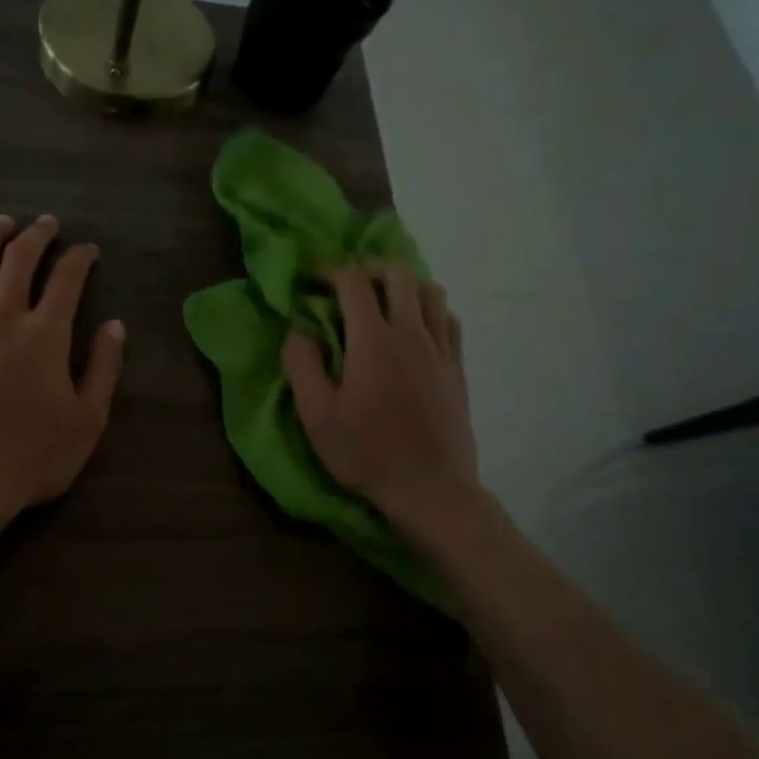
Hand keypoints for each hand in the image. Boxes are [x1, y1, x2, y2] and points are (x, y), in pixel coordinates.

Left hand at [0, 214, 124, 529]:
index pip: (67, 279)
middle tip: (46, 223)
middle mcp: (1, 319)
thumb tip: (115, 325)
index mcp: (44, 336)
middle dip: (36, 235)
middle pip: (19, 260)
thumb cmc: (30, 461)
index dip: (80, 258)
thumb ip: (103, 368)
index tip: (88, 250)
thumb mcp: (86, 421)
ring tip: (1, 223)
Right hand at [282, 264, 485, 544]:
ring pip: (430, 291)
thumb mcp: (317, 416)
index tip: (312, 280)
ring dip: (404, 286)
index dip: (330, 272)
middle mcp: (411, 334)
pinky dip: (430, 311)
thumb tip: (299, 332)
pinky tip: (416, 330)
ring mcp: (440, 350)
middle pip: (398, 275)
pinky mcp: (458, 368)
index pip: (353, 283)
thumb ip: (302, 366)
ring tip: (383, 303)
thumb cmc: (367, 453)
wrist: (431, 489)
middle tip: (347, 287)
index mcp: (373, 341)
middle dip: (368, 269)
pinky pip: (449, 320)